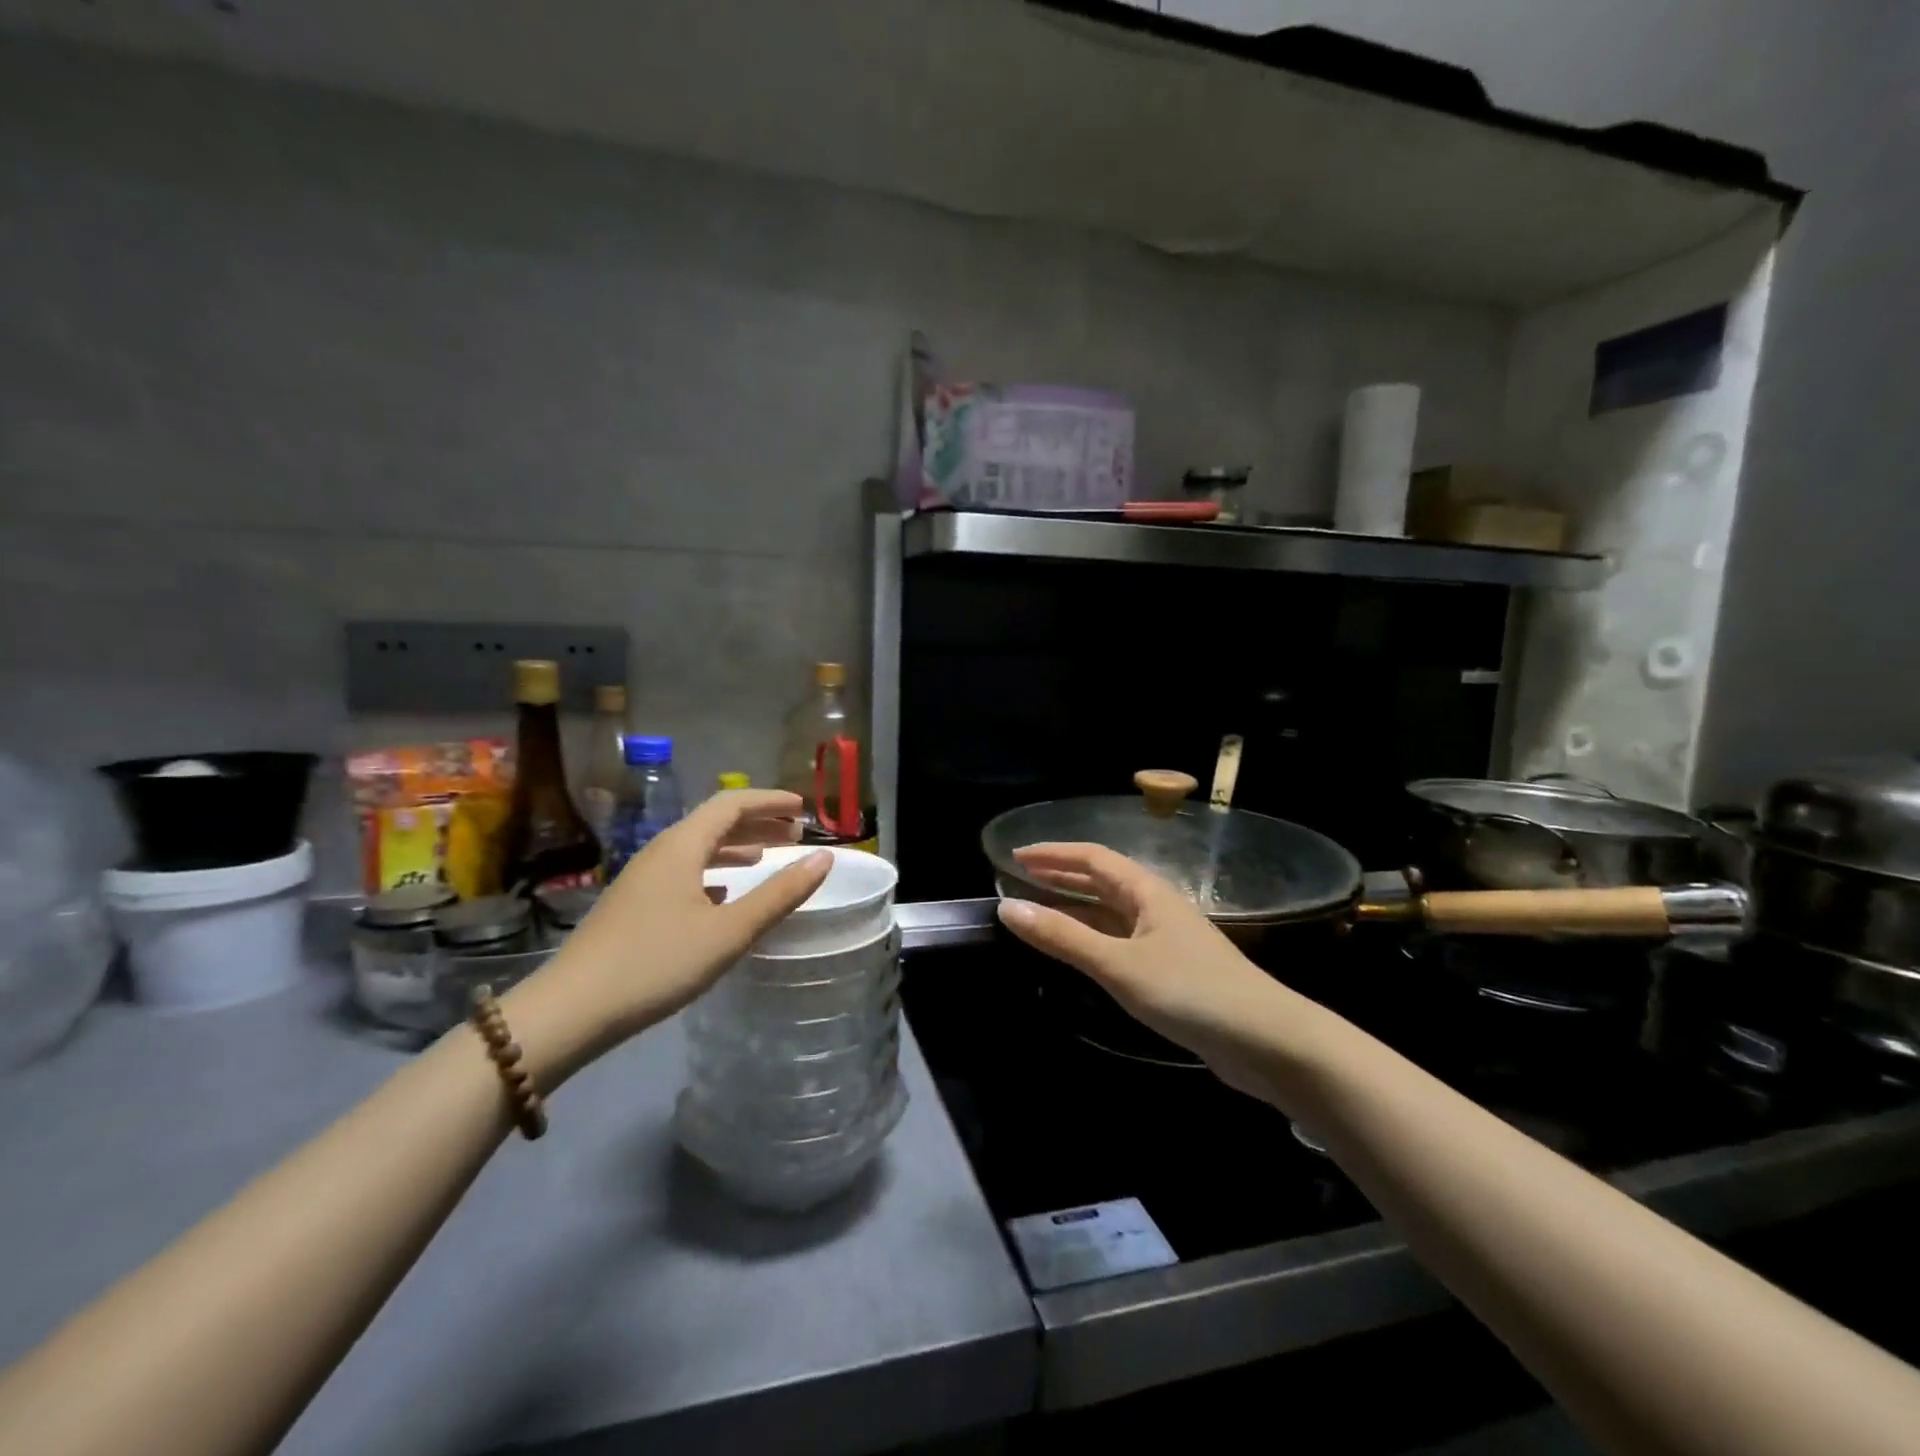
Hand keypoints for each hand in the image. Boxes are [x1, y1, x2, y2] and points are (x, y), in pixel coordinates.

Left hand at [508, 791, 829, 1074]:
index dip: (771, 800)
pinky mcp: (635, 904)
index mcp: (682, 845)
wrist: (570, 1010)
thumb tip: (824, 858)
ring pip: (699, 848)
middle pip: (716, 822)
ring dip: (737, 847)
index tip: (804, 807)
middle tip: (796, 834)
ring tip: (769, 858)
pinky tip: (726, 893)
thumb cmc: (656, 963)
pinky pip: (685, 871)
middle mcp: (661, 851)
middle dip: (759, 822)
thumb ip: (780, 894)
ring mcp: (644, 878)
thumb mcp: (729, 932)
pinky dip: (716, 871)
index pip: (732, 803)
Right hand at [996, 843, 1307, 1100]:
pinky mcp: (1172, 969)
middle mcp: (1156, 906)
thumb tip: (1007, 907)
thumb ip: (1063, 937)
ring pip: (1112, 911)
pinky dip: (1092, 936)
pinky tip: (1079, 950)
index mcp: (1147, 891)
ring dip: (1075, 906)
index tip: (1015, 855)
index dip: (1053, 854)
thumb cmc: (1190, 991)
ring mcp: (1166, 938)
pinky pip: (1121, 940)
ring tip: (1039, 909)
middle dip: (1062, 875)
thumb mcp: (1118, 964)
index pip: (1092, 857)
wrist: (1267, 1041)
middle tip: (1021, 877)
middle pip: (1102, 880)